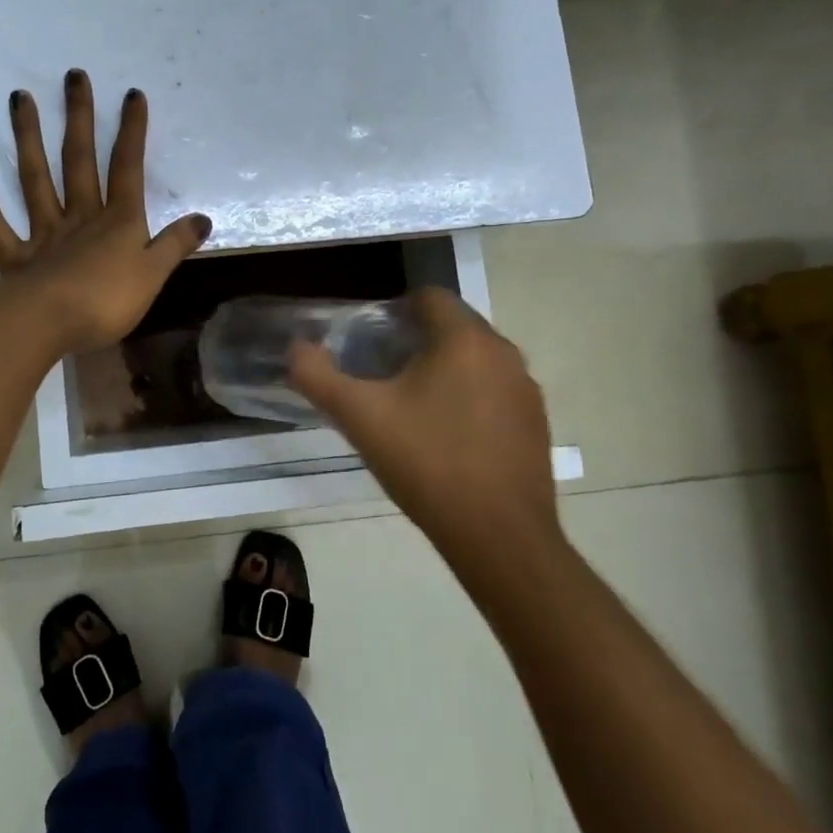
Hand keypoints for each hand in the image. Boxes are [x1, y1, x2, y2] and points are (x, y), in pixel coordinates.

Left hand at [0, 70, 210, 354]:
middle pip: (78, 160)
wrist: (50, 325)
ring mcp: (43, 233)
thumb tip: (203, 218)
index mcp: (117, 221)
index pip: (128, 168)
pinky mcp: (15, 258)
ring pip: (34, 179)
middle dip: (78, 117)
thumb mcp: (154, 275)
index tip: (132, 95)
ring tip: (19, 98)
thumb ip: (175, 245)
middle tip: (72, 76)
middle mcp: (79, 216)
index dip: (132, 131)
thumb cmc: (108, 301)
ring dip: (27, 138)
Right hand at [288, 288, 558, 551]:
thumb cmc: (427, 463)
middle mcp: (503, 353)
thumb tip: (296, 349)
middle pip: (453, 326)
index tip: (370, 342)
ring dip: (443, 370)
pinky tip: (447, 437)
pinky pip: (494, 391)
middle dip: (416, 341)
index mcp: (464, 339)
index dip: (395, 310)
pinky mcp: (535, 423)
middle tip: (382, 376)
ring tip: (411, 407)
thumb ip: (318, 376)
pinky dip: (469, 398)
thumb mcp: (359, 417)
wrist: (498, 536)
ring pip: (475, 359)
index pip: (429, 296)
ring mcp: (525, 390)